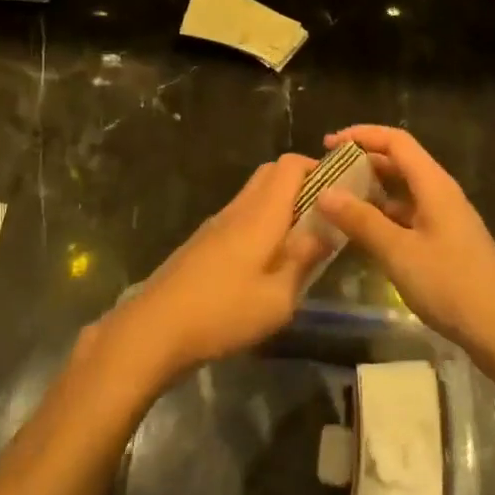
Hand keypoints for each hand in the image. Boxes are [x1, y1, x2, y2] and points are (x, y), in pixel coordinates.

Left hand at [103, 155, 330, 386]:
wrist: (154, 329)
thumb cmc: (223, 313)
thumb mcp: (278, 298)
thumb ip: (304, 260)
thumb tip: (326, 231)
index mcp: (261, 213)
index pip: (290, 165)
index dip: (317, 168)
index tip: (340, 191)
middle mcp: (239, 208)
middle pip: (271, 173)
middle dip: (301, 184)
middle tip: (323, 216)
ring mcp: (217, 223)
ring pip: (254, 195)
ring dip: (280, 205)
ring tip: (300, 242)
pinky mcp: (203, 242)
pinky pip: (240, 216)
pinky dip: (260, 223)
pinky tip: (266, 261)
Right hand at [315, 126, 494, 371]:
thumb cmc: (451, 286)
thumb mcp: (399, 253)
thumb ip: (361, 221)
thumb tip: (324, 192)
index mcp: (434, 185)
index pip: (396, 141)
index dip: (361, 135)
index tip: (327, 145)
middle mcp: (441, 194)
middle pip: (399, 163)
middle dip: (362, 162)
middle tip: (327, 175)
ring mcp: (445, 219)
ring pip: (403, 192)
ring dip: (371, 192)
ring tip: (336, 203)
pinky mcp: (446, 243)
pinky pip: (408, 217)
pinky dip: (383, 217)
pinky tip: (362, 235)